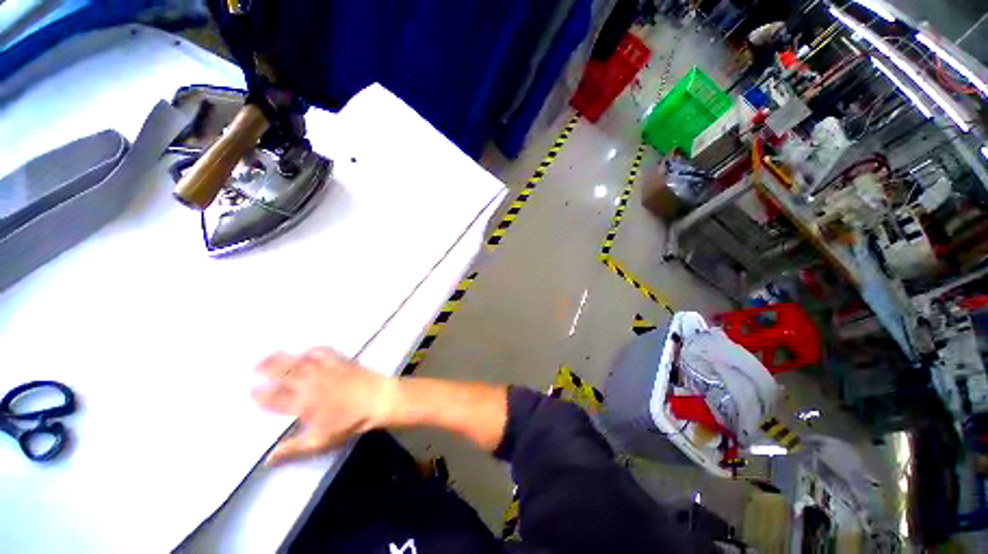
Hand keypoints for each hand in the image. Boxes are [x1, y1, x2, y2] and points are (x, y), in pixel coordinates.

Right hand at [252, 347, 391, 465]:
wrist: (377, 399)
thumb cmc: (349, 422)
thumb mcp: (320, 441)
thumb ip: (292, 449)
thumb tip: (267, 460)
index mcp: (302, 404)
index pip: (274, 399)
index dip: (261, 395)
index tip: (251, 390)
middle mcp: (309, 383)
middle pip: (283, 373)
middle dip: (267, 368)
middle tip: (255, 366)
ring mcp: (325, 369)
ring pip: (298, 360)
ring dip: (283, 357)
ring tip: (271, 354)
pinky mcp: (339, 360)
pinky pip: (322, 351)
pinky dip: (312, 350)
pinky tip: (308, 350)